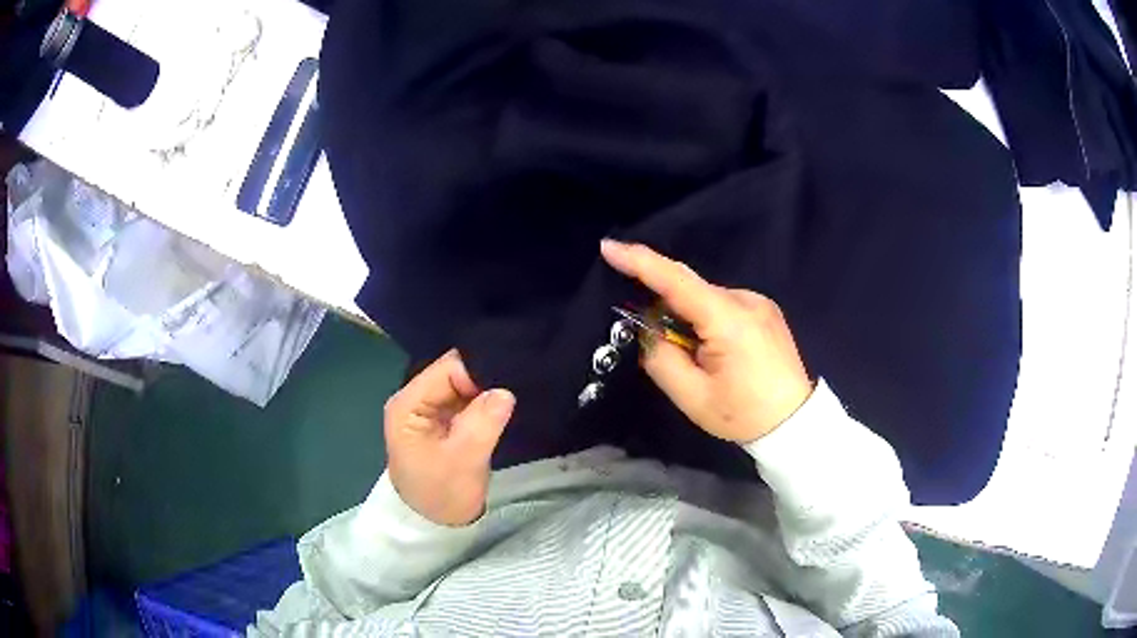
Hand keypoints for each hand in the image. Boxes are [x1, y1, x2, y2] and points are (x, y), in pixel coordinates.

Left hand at [383, 349, 514, 525]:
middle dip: (484, 381)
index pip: (447, 368)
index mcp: (408, 403)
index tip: (506, 389)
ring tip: (511, 402)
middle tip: (515, 391)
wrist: (434, 526)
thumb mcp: (463, 462)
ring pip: (464, 385)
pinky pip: (467, 400)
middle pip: (455, 372)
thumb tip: (505, 391)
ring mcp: (429, 410)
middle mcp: (416, 399)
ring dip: (486, 393)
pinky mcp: (444, 421)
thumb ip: (482, 424)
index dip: (478, 374)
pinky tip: (502, 409)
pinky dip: (484, 404)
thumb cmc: (441, 494)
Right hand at [601, 240, 812, 442]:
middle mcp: (746, 300)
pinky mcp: (767, 310)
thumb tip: (649, 331)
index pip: (676, 281)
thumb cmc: (742, 414)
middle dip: (667, 309)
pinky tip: (720, 352)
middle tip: (662, 344)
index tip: (608, 247)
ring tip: (701, 359)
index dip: (640, 261)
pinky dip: (710, 320)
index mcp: (728, 320)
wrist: (794, 422)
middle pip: (690, 289)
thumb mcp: (691, 397)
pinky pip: (725, 305)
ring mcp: (760, 302)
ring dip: (691, 318)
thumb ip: (660, 358)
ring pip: (707, 298)